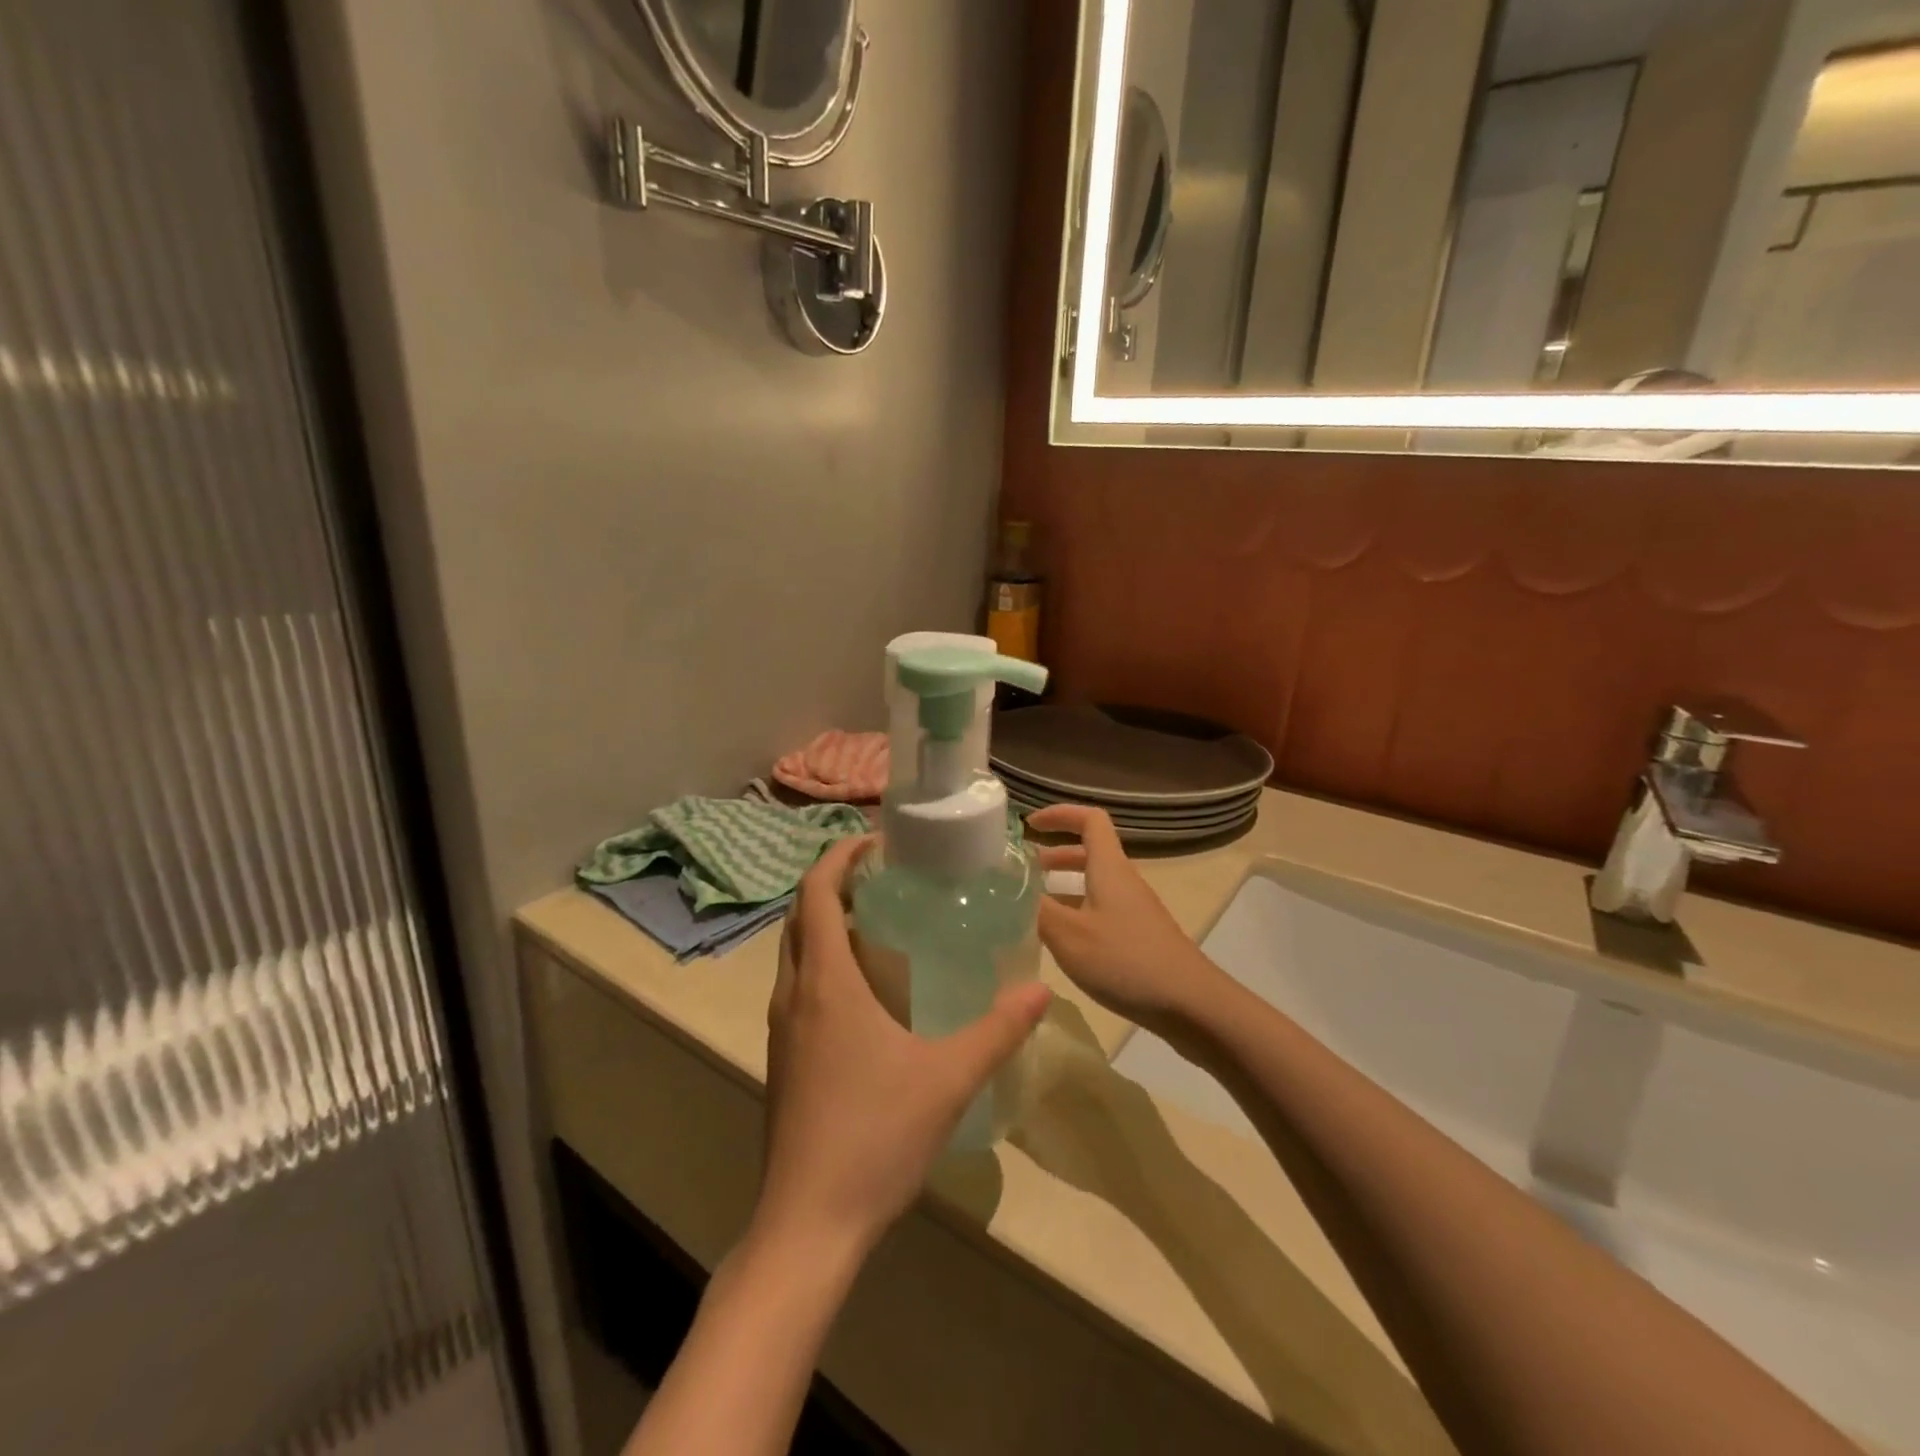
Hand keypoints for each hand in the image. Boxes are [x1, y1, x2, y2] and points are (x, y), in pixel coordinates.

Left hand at [758, 836, 1051, 1261]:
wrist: (808, 1224)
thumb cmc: (874, 1137)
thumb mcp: (949, 1078)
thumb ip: (998, 1031)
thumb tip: (1040, 991)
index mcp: (825, 982)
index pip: (815, 892)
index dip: (839, 855)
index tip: (877, 841)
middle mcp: (793, 994)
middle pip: (801, 915)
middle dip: (836, 883)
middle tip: (887, 875)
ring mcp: (781, 1028)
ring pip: (796, 951)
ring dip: (827, 923)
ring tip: (881, 920)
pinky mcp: (784, 1057)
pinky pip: (799, 986)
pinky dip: (824, 961)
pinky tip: (868, 989)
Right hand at [1028, 804, 1223, 1034]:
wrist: (1192, 1005)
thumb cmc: (1126, 961)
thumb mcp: (1069, 935)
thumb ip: (1035, 910)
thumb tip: (1006, 889)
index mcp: (1109, 869)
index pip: (1090, 820)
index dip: (1060, 814)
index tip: (1030, 825)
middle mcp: (1123, 882)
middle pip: (1090, 853)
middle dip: (1054, 855)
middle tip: (1022, 872)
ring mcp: (1134, 912)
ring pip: (1094, 886)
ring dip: (1063, 888)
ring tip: (1031, 908)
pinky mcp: (1139, 939)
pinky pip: (1100, 912)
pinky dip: (1076, 915)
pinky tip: (1059, 944)